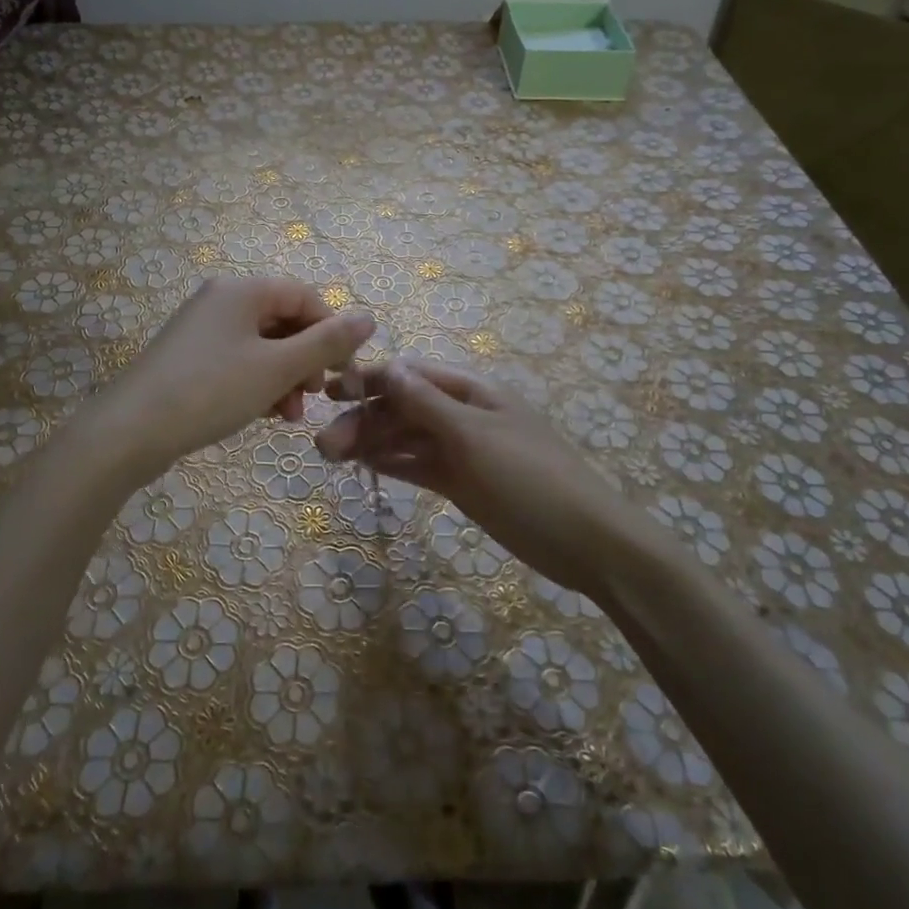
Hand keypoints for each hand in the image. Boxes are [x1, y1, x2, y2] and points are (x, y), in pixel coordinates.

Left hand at [93, 276, 373, 477]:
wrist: (130, 431)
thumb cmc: (211, 390)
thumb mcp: (277, 368)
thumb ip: (326, 343)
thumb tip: (369, 317)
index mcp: (242, 290)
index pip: (305, 296)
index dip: (332, 331)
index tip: (343, 373)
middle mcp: (221, 299)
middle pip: (283, 320)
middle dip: (306, 359)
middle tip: (315, 396)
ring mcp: (202, 329)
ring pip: (262, 345)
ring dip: (285, 377)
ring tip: (289, 416)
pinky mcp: (189, 357)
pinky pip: (238, 360)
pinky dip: (258, 383)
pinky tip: (263, 414)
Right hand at [315, 360, 633, 595]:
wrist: (585, 541)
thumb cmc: (530, 477)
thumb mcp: (474, 435)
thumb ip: (426, 403)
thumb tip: (386, 366)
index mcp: (471, 390)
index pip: (411, 374)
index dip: (370, 379)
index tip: (329, 392)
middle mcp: (462, 414)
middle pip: (404, 407)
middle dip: (364, 419)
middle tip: (323, 445)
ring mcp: (462, 450)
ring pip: (407, 438)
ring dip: (372, 443)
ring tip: (332, 457)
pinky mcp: (462, 482)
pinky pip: (419, 466)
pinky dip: (392, 464)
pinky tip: (364, 467)